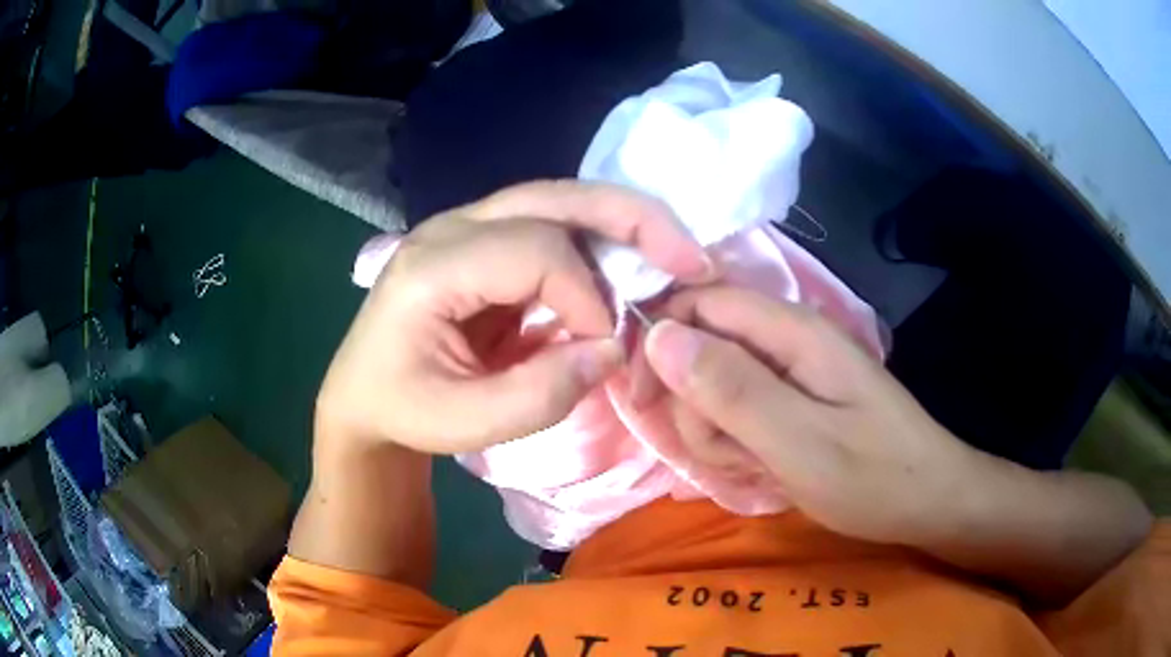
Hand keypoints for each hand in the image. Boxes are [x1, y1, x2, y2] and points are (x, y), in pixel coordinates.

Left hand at [316, 180, 711, 454]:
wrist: (363, 394)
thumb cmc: (403, 410)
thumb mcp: (465, 424)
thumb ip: (541, 394)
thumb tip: (614, 350)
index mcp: (432, 267)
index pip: (536, 251)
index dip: (588, 296)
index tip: (608, 348)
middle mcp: (450, 228)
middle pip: (555, 196)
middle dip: (633, 221)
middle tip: (692, 258)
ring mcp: (466, 226)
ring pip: (559, 198)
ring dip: (624, 223)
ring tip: (677, 253)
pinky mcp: (484, 240)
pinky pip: (553, 223)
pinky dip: (601, 240)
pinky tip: (634, 262)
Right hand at [642, 286, 1151, 603]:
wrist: (928, 500)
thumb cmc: (872, 474)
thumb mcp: (798, 442)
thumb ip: (730, 389)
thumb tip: (659, 336)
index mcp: (791, 331)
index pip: (699, 303)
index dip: (661, 343)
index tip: (646, 400)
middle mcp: (788, 339)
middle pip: (703, 347)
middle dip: (697, 405)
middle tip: (730, 451)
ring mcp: (792, 372)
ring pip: (717, 385)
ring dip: (719, 432)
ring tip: (756, 465)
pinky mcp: (795, 400)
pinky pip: (742, 410)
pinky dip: (740, 443)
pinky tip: (765, 468)